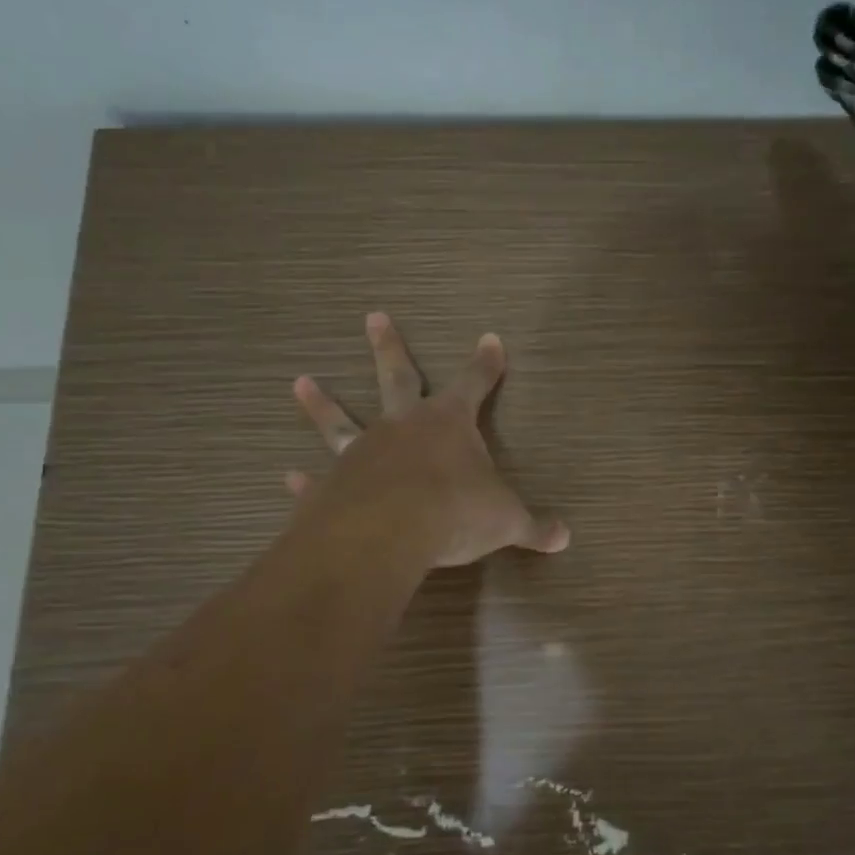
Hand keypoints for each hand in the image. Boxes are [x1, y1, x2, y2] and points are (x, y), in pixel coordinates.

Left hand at [286, 313, 570, 568]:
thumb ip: (533, 527)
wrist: (388, 533)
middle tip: (374, 316)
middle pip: (397, 376)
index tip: (490, 339)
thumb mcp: (505, 520)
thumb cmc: (456, 512)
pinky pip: (318, 478)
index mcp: (449, 423)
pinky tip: (289, 477)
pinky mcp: (333, 484)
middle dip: (389, 346)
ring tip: (300, 381)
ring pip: (340, 420)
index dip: (486, 363)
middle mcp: (403, 426)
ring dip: (322, 403)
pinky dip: (305, 479)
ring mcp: (363, 451)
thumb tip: (565, 537)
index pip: (475, 383)